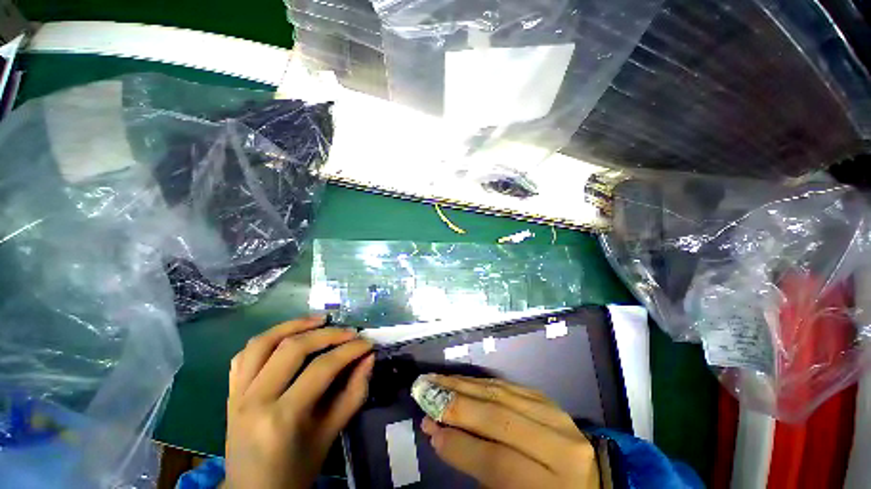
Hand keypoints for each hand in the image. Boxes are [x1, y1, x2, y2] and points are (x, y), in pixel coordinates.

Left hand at [223, 316, 373, 488]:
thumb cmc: (296, 470)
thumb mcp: (330, 435)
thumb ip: (353, 393)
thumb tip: (368, 358)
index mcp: (282, 418)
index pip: (321, 369)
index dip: (349, 351)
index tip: (367, 343)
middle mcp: (254, 400)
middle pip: (293, 348)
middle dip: (328, 334)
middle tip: (350, 332)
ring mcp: (237, 394)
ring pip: (263, 342)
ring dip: (294, 325)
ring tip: (320, 319)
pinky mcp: (230, 392)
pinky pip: (245, 355)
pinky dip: (268, 338)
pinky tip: (288, 335)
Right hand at [412, 375, 598, 488]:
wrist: (586, 486)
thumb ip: (475, 466)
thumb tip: (438, 433)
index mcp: (556, 483)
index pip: (499, 460)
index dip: (460, 445)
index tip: (429, 429)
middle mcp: (561, 445)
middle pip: (500, 417)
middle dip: (456, 404)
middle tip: (425, 392)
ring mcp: (558, 416)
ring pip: (502, 394)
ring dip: (464, 386)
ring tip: (437, 380)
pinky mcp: (549, 401)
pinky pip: (509, 386)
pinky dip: (481, 383)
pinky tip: (462, 381)